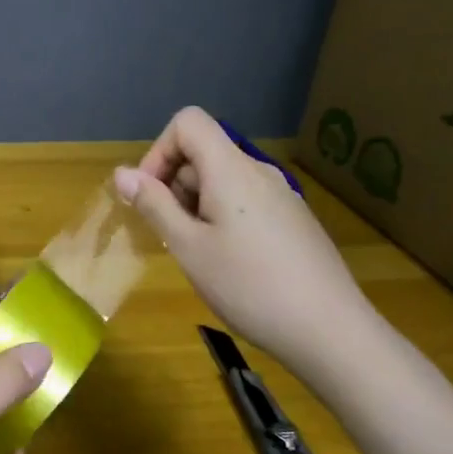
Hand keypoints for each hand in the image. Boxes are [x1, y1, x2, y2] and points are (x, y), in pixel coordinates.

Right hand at [113, 106, 375, 382]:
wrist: (331, 331)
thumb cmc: (249, 286)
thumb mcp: (188, 247)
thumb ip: (154, 205)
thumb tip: (122, 172)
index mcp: (231, 170)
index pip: (188, 122)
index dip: (159, 151)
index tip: (151, 195)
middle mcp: (258, 172)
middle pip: (203, 153)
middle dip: (174, 185)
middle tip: (170, 236)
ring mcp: (281, 196)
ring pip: (223, 180)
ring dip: (196, 206)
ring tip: (198, 255)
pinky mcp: (293, 220)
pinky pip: (245, 201)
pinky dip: (222, 218)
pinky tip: (230, 263)